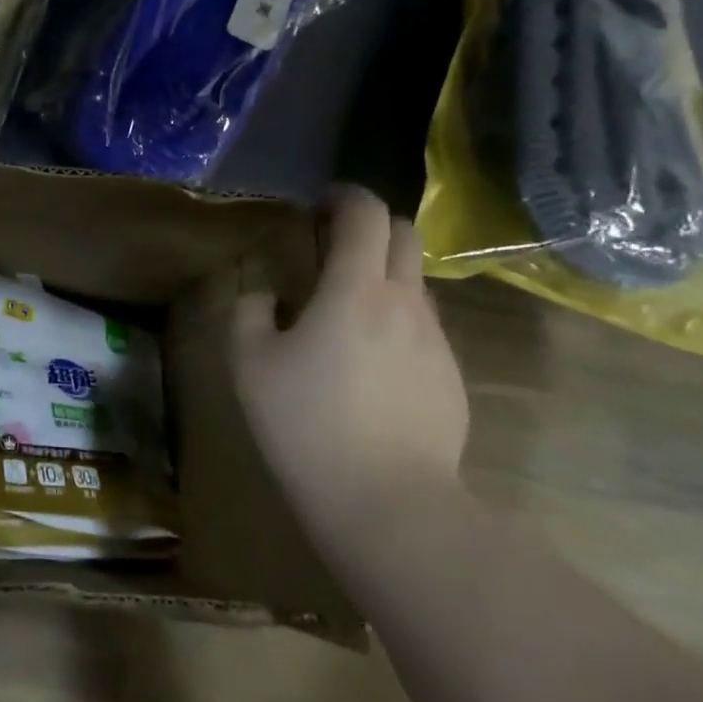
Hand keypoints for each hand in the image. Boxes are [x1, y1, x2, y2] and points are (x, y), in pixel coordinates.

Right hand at [231, 185, 468, 540]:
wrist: (390, 505)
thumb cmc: (308, 425)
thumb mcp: (250, 365)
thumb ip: (249, 313)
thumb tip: (265, 295)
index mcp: (356, 290)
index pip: (366, 214)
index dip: (344, 196)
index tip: (320, 204)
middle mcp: (406, 303)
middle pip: (404, 237)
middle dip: (370, 227)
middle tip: (332, 248)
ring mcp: (436, 342)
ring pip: (416, 284)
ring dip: (383, 276)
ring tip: (345, 311)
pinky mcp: (452, 378)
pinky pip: (423, 328)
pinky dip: (396, 321)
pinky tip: (368, 364)